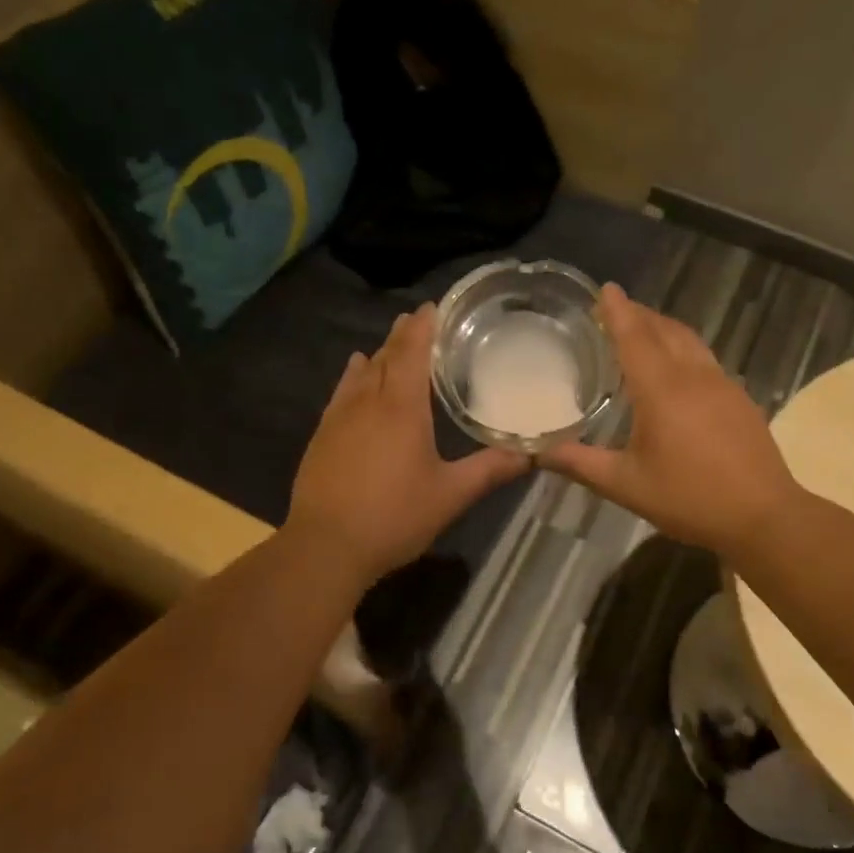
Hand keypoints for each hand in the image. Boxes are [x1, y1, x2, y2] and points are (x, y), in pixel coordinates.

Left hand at [288, 302, 529, 583]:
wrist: (326, 545)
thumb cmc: (394, 517)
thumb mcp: (450, 495)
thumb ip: (490, 470)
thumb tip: (531, 454)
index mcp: (402, 408)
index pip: (412, 353)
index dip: (423, 327)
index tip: (433, 307)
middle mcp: (369, 402)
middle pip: (386, 357)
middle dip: (402, 335)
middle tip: (418, 319)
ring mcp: (340, 417)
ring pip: (362, 373)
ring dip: (379, 353)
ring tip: (390, 341)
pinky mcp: (322, 435)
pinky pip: (341, 392)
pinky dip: (353, 376)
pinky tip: (355, 373)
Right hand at [542, 284, 798, 557]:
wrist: (763, 515)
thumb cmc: (689, 497)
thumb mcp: (626, 485)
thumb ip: (581, 464)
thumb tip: (538, 454)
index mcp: (661, 390)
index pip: (634, 337)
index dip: (618, 311)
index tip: (605, 288)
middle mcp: (692, 376)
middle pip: (664, 330)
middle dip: (639, 314)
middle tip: (616, 309)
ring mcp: (721, 384)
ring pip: (689, 341)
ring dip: (664, 327)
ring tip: (644, 329)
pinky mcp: (739, 398)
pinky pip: (704, 358)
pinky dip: (683, 348)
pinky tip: (678, 369)